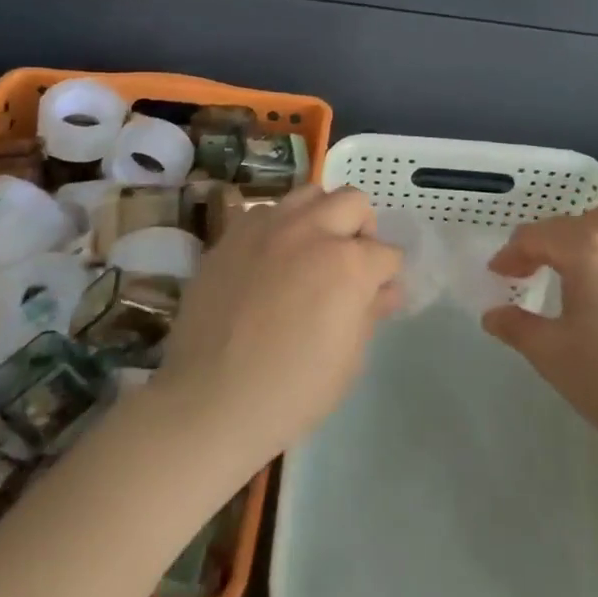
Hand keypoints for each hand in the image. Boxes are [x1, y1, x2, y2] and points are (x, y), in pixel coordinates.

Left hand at [153, 184, 401, 467]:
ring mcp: (268, 227)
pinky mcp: (233, 234)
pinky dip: (279, 227)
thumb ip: (370, 312)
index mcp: (348, 264)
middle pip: (354, 202)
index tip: (378, 293)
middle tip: (349, 263)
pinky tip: (271, 260)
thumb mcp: (349, 360)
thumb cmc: (292, 391)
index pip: (387, 253)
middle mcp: (311, 231)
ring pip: (310, 194)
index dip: (387, 276)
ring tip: (310, 251)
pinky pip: (267, 212)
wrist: (210, 402)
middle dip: (361, 230)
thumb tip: (385, 290)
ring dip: (321, 217)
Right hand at [483, 206, 597, 460]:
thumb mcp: (551, 353)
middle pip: (571, 224)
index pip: (536, 236)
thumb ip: (515, 326)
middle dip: (543, 243)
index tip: (498, 275)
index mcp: (586, 250)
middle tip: (527, 272)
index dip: (511, 254)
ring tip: (569, 271)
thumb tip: (493, 315)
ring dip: (580, 240)